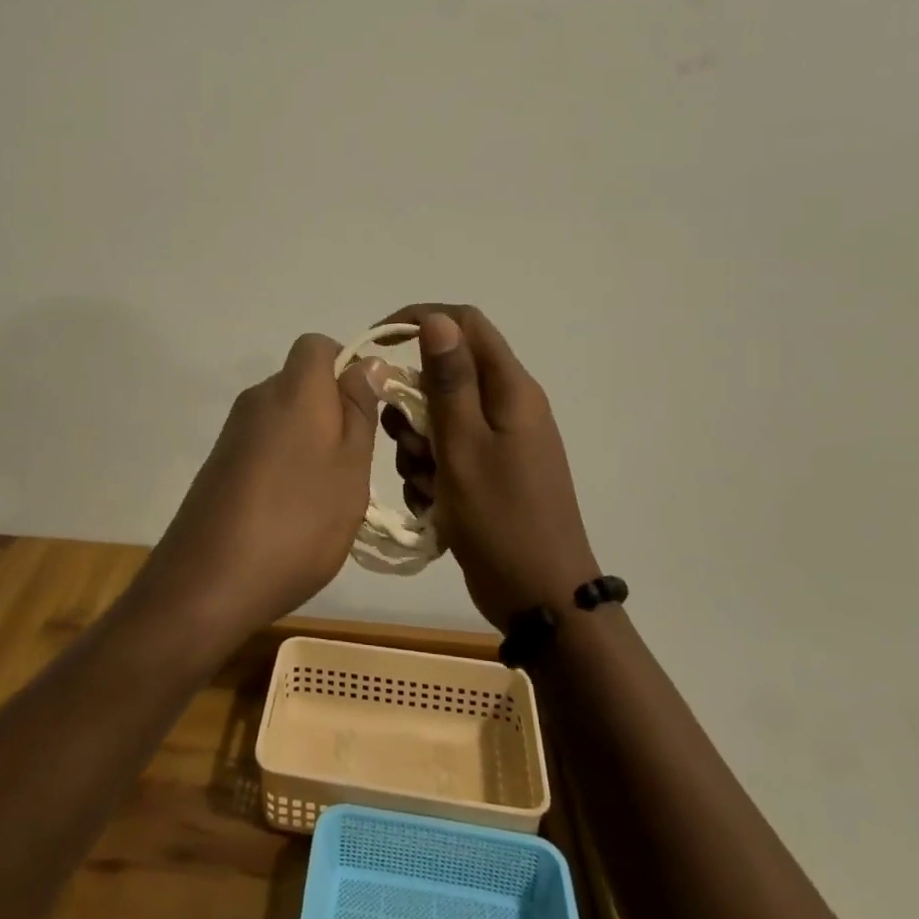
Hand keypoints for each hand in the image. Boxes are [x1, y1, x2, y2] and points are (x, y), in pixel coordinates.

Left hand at [135, 334, 377, 653]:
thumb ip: (360, 409)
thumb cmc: (298, 520)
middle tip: (357, 462)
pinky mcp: (220, 463)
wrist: (208, 580)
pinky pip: (264, 445)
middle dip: (334, 410)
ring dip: (312, 442)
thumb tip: (367, 362)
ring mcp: (234, 432)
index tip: (368, 409)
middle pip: (302, 382)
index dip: (347, 365)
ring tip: (328, 496)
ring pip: (285, 417)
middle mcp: (258, 398)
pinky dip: (285, 464)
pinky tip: (293, 512)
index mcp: (294, 389)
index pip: (317, 345)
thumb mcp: (350, 465)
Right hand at [380, 306, 599, 629]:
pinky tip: (432, 503)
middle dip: (414, 405)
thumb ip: (449, 381)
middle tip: (408, 441)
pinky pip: (447, 452)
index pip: (464, 323)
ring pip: (440, 417)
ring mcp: (500, 441)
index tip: (378, 343)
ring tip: (425, 483)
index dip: (420, 320)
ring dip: (418, 445)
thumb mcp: (464, 446)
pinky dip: (430, 471)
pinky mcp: (490, 471)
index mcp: (510, 390)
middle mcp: (507, 406)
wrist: (541, 599)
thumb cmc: (500, 519)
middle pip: (446, 375)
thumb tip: (437, 319)